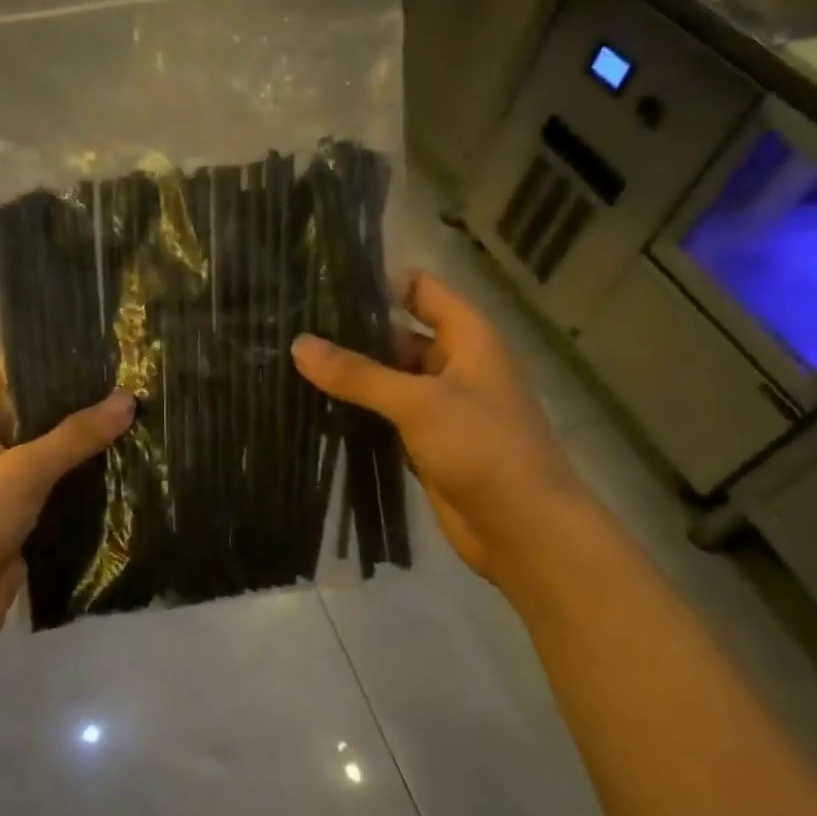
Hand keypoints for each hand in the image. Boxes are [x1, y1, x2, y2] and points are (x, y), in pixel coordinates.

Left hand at [0, 366, 135, 649]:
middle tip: (144, 387)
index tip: (116, 351)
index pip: (22, 369)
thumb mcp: (23, 471)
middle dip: (88, 405)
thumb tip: (128, 399)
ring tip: (148, 421)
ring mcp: (4, 478)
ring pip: (55, 452)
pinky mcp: (21, 513)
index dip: (65, 359)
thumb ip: (76, 435)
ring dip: (92, 446)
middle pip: (43, 411)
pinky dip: (87, 482)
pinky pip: (59, 487)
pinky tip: (132, 468)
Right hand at [291, 272, 590, 579]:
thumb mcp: (419, 403)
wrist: (525, 529)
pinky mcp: (425, 442)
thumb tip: (299, 344)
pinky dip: (357, 412)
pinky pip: (386, 416)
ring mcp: (439, 406)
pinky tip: (314, 409)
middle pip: (396, 334)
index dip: (377, 286)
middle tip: (292, 334)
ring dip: (350, 376)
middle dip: (351, 335)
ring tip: (292, 368)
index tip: (323, 293)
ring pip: (388, 379)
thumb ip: (358, 374)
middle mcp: (454, 364)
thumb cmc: (483, 449)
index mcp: (467, 337)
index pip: (419, 289)